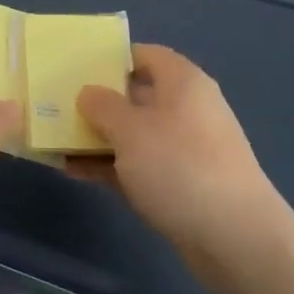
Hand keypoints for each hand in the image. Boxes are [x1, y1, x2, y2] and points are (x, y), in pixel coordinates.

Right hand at [73, 45, 287, 264]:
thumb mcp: (131, 129)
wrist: (236, 239)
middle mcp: (187, 109)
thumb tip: (89, 93)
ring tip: (57, 142)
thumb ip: (103, 106)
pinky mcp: (182, 185)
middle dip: (99, 102)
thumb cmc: (180, 167)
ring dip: (100, 138)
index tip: (76, 69)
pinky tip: (76, 173)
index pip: (145, 55)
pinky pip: (139, 166)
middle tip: (58, 106)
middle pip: (137, 95)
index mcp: (183, 82)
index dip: (111, 58)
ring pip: (135, 134)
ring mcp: (186, 149)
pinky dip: (111, 167)